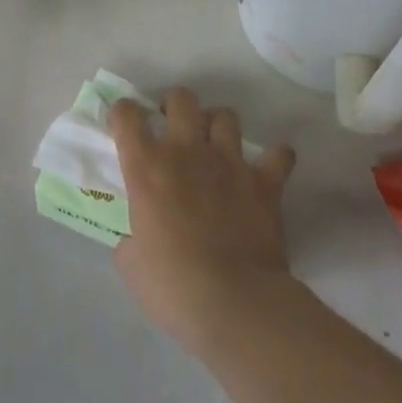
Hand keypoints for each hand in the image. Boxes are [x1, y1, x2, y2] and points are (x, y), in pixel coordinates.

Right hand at [110, 88, 298, 353]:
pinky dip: (275, 158)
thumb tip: (137, 238)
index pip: (127, 116)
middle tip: (172, 125)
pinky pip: (279, 155)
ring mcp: (230, 164)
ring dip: (218, 125)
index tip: (124, 123)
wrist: (235, 303)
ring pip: (225, 116)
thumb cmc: (173, 285)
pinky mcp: (265, 183)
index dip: (122, 112)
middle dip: (174, 104)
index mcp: (146, 168)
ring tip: (215, 144)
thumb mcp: (131, 263)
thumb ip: (131, 237)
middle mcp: (186, 153)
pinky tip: (268, 169)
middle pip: (181, 99)